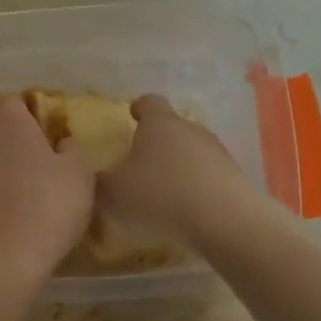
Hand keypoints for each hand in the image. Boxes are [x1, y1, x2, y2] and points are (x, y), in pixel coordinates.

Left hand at [0, 96, 94, 289]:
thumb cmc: (46, 207)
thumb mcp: (79, 173)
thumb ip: (72, 148)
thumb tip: (62, 143)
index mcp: (5, 115)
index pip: (20, 104)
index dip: (36, 121)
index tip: (51, 143)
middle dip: (10, 137)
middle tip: (35, 162)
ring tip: (17, 188)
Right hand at [97, 95, 252, 237]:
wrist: (224, 219)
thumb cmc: (161, 194)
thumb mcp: (114, 191)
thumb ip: (97, 181)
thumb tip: (87, 175)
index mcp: (159, 122)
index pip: (149, 102)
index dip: (138, 107)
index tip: (131, 115)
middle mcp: (190, 128)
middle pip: (171, 127)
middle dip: (157, 141)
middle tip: (140, 162)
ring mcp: (216, 151)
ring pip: (191, 151)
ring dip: (178, 164)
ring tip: (163, 189)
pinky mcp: (233, 176)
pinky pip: (207, 174)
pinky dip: (195, 185)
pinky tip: (185, 207)